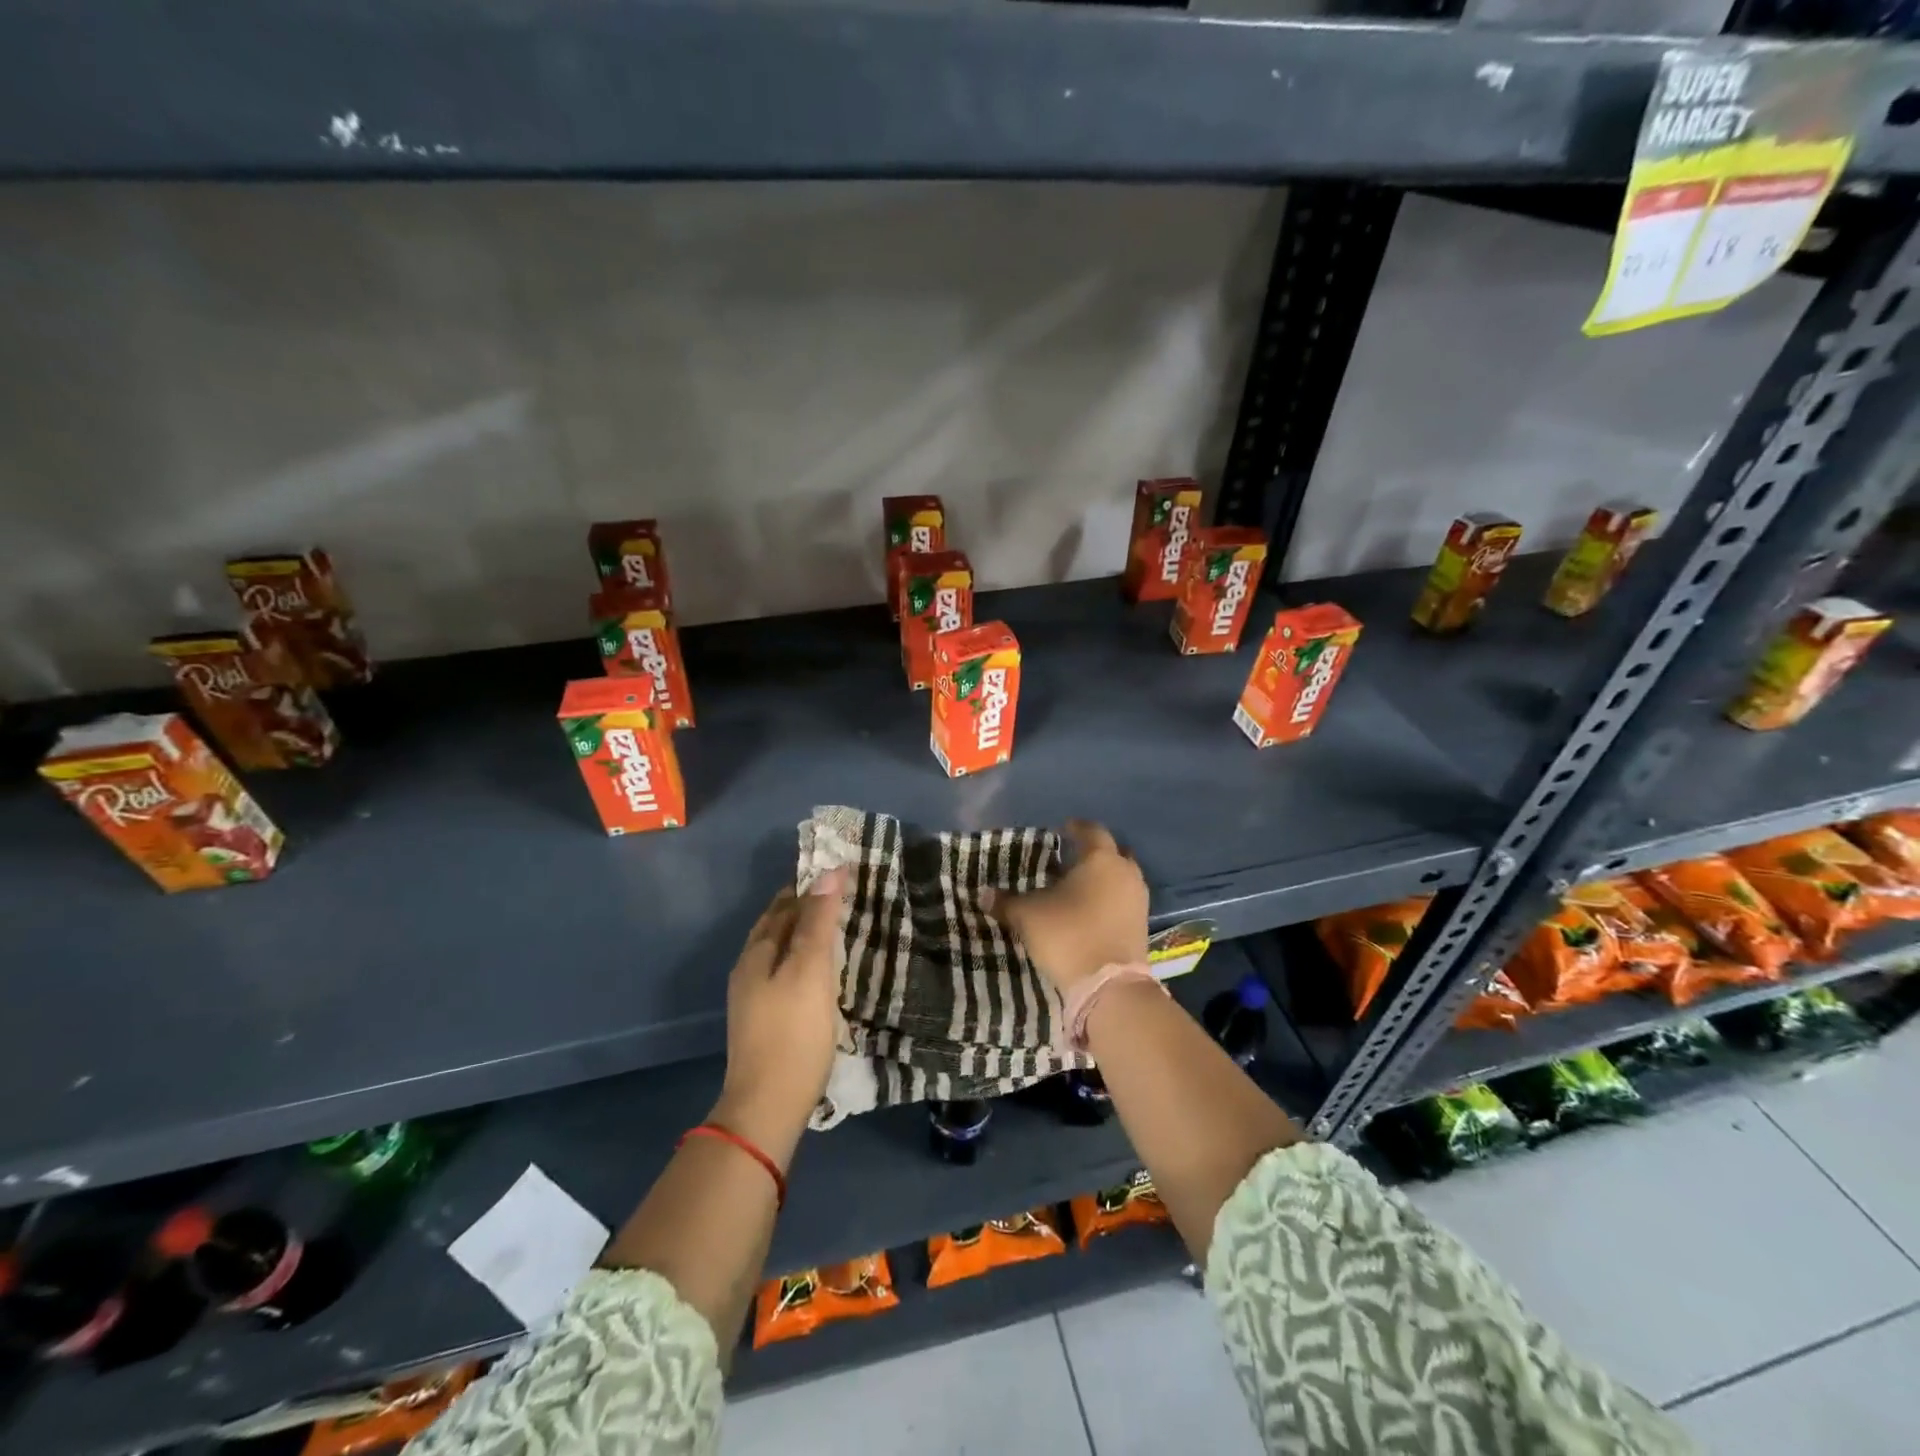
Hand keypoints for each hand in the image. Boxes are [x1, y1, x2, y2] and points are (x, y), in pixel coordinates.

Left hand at [712, 867, 849, 1167]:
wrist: (767, 1108)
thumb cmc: (793, 1033)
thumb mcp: (810, 970)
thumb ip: (818, 921)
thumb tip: (829, 871)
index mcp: (756, 954)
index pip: (782, 905)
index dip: (808, 887)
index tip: (839, 874)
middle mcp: (749, 970)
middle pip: (776, 927)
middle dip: (804, 908)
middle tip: (841, 897)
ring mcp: (753, 999)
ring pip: (780, 952)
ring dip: (804, 935)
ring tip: (835, 929)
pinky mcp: (765, 1023)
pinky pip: (785, 975)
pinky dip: (803, 961)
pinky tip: (822, 972)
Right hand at [985, 820, 1148, 993]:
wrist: (1109, 986)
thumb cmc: (1068, 935)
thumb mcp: (1028, 916)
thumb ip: (1006, 902)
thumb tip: (983, 894)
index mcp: (1101, 859)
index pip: (1091, 831)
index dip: (1076, 828)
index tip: (1062, 829)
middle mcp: (1125, 872)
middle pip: (1112, 852)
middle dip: (1094, 852)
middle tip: (1071, 857)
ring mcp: (1138, 899)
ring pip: (1121, 877)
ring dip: (1104, 877)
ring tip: (1079, 886)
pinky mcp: (1143, 924)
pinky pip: (1124, 900)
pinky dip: (1110, 899)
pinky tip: (1091, 910)